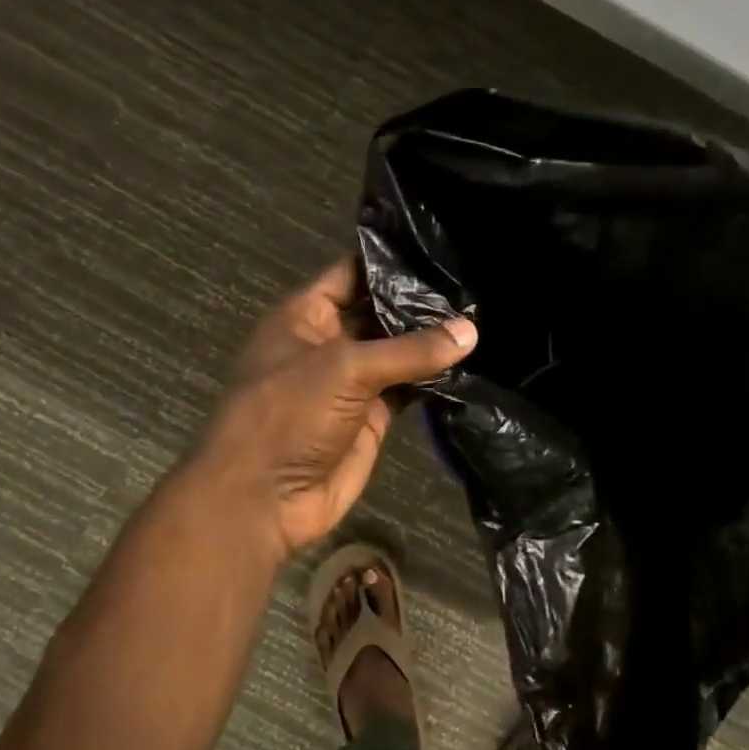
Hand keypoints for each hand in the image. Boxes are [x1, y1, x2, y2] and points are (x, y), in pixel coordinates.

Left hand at [191, 257, 476, 559]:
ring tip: (484, 317)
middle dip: (421, 302)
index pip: (352, 273)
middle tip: (476, 285)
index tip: (441, 250)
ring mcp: (352, 383)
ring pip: (398, 354)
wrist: (264, 499)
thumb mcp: (345, 369)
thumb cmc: (288, 416)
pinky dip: (434, 380)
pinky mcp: (372, 418)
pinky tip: (470, 363)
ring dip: (432, 342)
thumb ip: (410, 350)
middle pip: (380, 313)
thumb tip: (470, 330)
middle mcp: (330, 343)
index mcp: (305, 316)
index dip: (390, 261)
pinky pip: (408, 389)